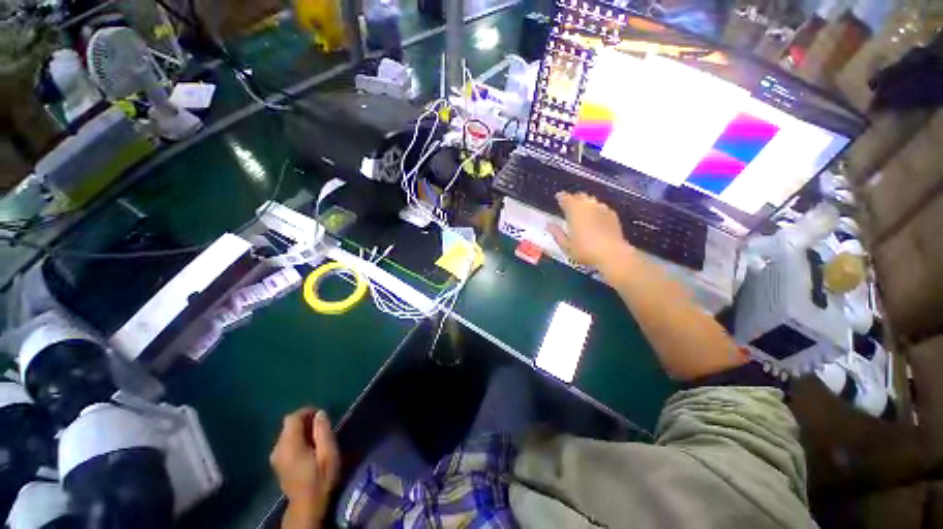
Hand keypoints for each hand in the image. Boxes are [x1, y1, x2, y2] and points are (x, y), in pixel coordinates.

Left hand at [270, 408, 339, 528]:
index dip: (307, 411)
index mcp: (289, 445)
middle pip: (288, 424)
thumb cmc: (320, 478)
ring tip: (317, 436)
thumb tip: (320, 413)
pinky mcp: (277, 463)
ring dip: (301, 430)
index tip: (321, 414)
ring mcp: (275, 457)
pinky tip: (308, 447)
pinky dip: (297, 438)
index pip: (293, 418)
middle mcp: (278, 448)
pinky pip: (285, 442)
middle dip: (305, 420)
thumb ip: (323, 431)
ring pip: (287, 433)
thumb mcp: (328, 453)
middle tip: (322, 425)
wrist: (306, 505)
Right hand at [548, 192, 633, 280]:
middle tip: (568, 206)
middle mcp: (588, 205)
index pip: (565, 198)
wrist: (612, 254)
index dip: (560, 197)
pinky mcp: (612, 214)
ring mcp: (602, 208)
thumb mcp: (566, 245)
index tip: (558, 198)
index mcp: (574, 210)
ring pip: (591, 200)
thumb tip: (549, 225)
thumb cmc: (585, 250)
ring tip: (582, 211)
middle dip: (573, 199)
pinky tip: (595, 219)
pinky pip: (601, 207)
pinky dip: (596, 210)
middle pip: (580, 196)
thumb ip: (557, 233)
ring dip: (585, 203)